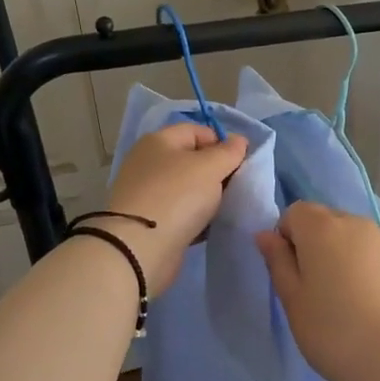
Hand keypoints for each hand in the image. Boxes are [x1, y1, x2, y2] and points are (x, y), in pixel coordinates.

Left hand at [96, 123, 248, 288]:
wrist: (139, 249)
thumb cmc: (176, 196)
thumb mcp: (210, 167)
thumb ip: (229, 152)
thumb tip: (238, 140)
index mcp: (159, 141)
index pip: (198, 131)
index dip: (222, 143)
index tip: (240, 164)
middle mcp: (149, 163)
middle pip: (193, 160)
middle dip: (218, 172)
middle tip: (236, 188)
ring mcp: (147, 193)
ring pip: (189, 188)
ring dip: (209, 197)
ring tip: (226, 209)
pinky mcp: (150, 221)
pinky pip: (181, 212)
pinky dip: (196, 218)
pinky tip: (210, 227)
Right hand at [255, 202, 379, 380]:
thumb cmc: (335, 332)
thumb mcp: (294, 301)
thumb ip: (278, 262)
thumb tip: (266, 235)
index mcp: (322, 228)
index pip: (295, 212)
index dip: (287, 238)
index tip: (291, 275)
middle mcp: (356, 224)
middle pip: (326, 221)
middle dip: (315, 245)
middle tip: (315, 291)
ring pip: (354, 238)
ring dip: (343, 257)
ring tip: (346, 303)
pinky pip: (377, 256)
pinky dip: (368, 271)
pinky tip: (373, 308)